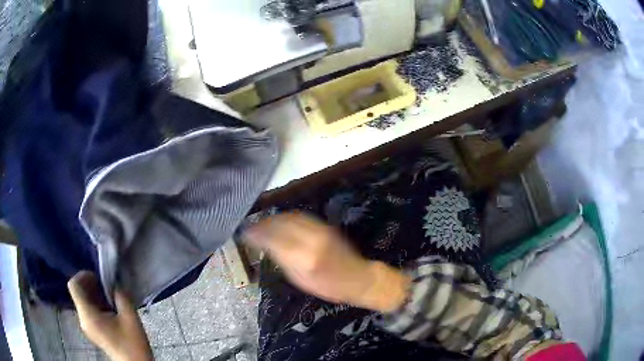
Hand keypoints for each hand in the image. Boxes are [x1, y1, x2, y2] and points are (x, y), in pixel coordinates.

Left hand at [67, 272, 152, 360]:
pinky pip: (88, 311)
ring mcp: (86, 326)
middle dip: (91, 285)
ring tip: (111, 297)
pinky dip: (96, 304)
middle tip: (107, 286)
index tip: (98, 278)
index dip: (83, 275)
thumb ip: (121, 296)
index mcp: (87, 315)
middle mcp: (82, 319)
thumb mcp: (130, 317)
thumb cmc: (132, 344)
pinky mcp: (92, 331)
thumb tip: (116, 281)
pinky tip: (110, 309)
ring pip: (83, 301)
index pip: (74, 285)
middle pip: (78, 293)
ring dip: (94, 294)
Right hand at [243, 213, 409, 312]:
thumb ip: (282, 260)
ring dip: (273, 218)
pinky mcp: (325, 226)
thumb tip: (265, 245)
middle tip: (251, 227)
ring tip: (262, 223)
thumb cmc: (329, 287)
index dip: (256, 234)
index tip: (245, 233)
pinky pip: (300, 217)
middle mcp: (311, 240)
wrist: (358, 278)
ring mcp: (320, 230)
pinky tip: (279, 221)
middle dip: (262, 224)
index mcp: (303, 258)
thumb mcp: (300, 281)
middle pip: (280, 224)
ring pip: (290, 217)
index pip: (273, 239)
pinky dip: (286, 218)